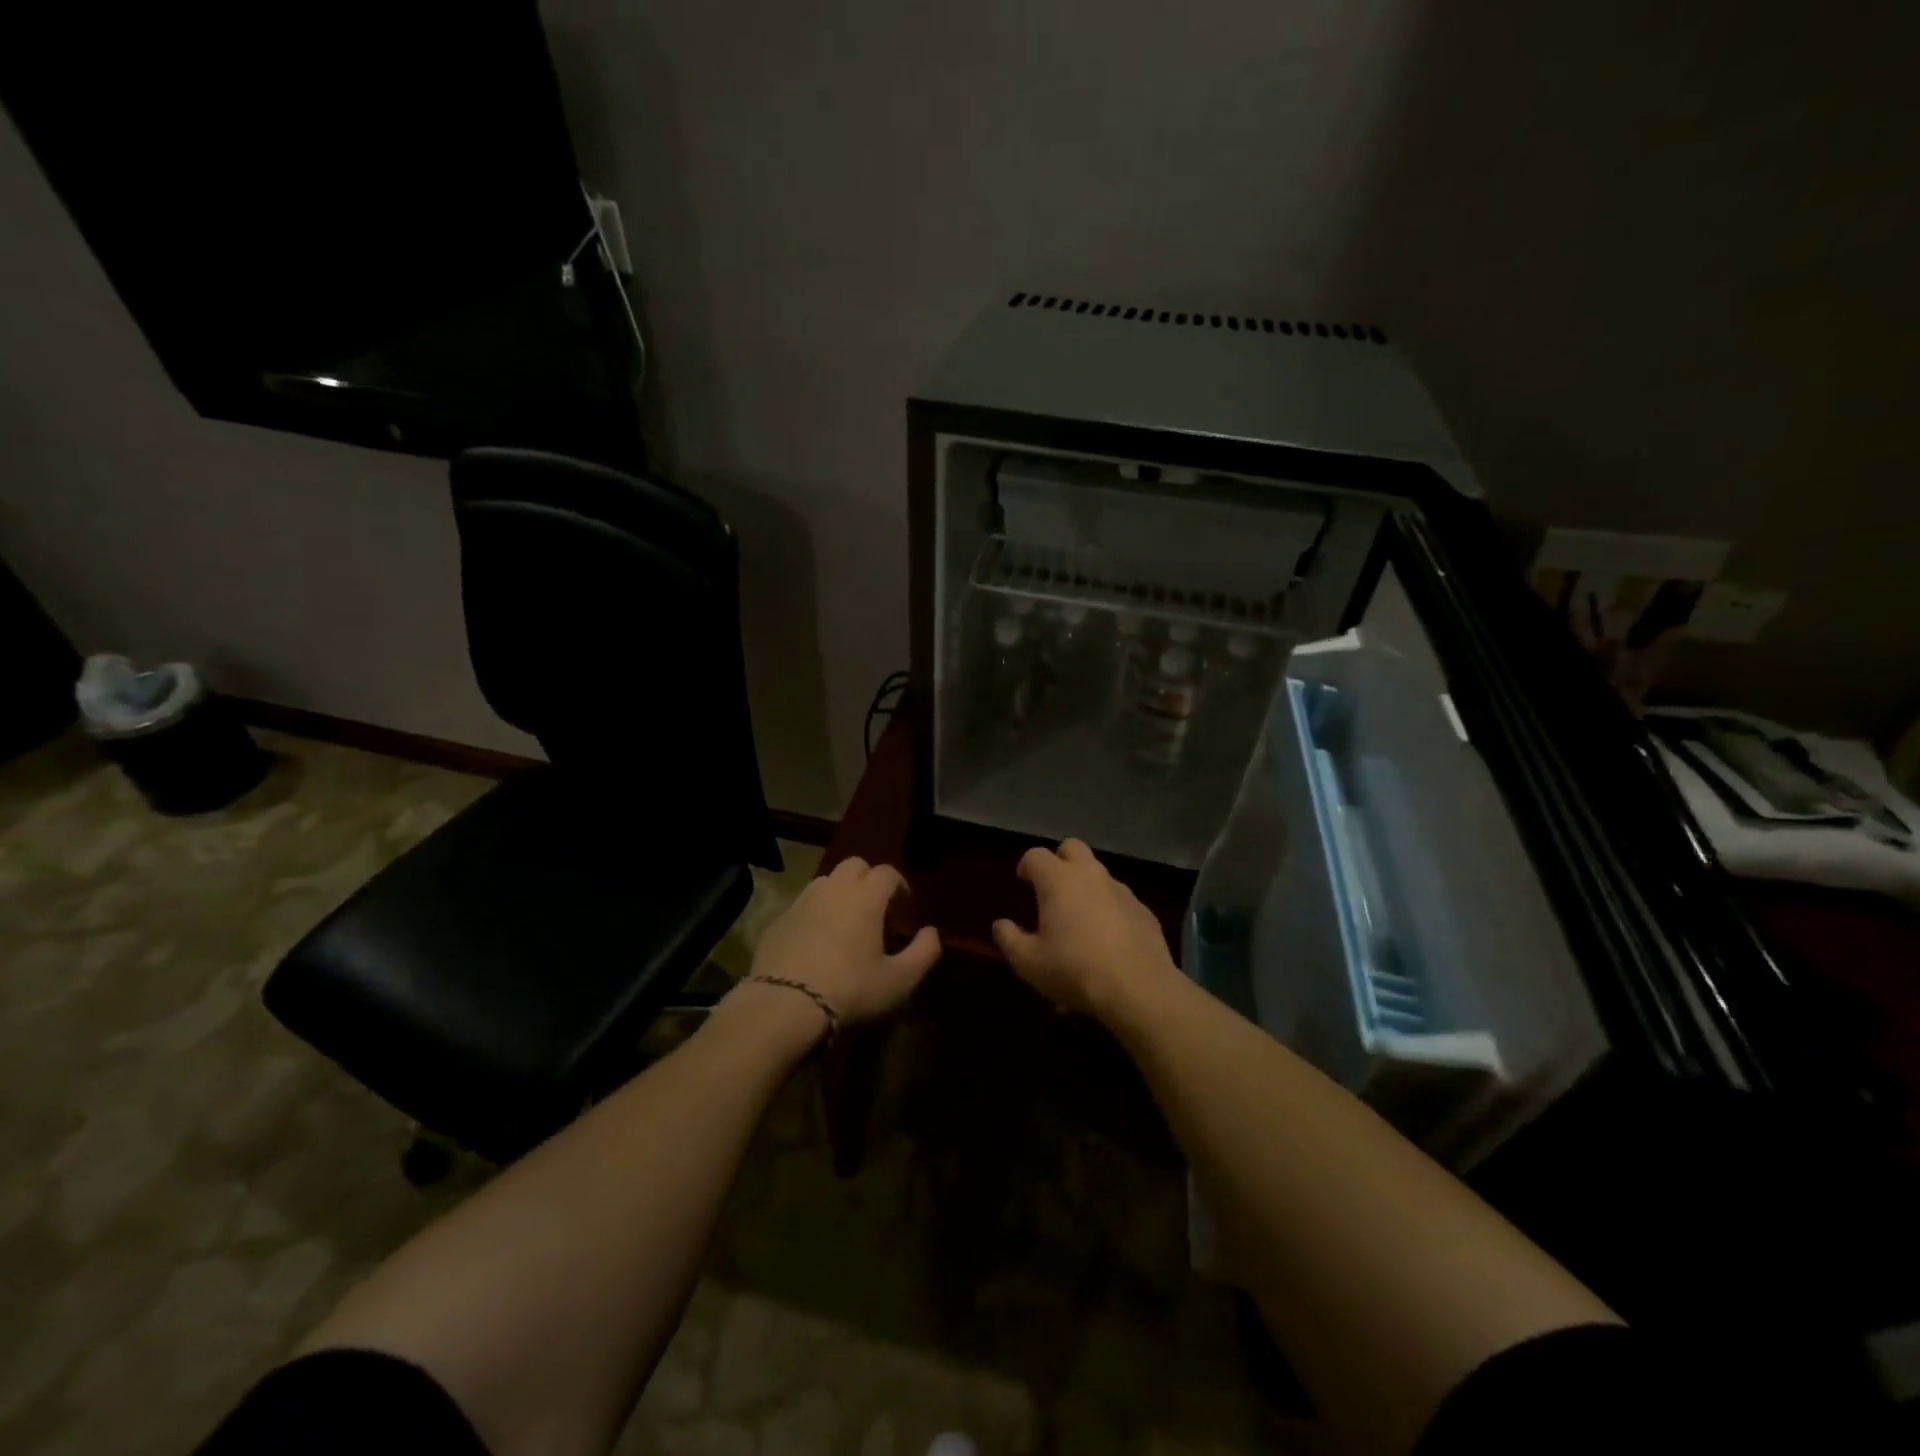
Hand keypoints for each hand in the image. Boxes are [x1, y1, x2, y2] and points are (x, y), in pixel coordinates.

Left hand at [746, 856, 941, 1027]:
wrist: (783, 1007)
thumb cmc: (850, 991)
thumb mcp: (899, 981)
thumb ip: (923, 953)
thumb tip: (932, 933)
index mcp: (865, 896)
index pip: (888, 873)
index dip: (900, 886)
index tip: (905, 908)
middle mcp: (833, 889)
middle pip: (855, 865)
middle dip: (869, 879)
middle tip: (877, 909)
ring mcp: (801, 902)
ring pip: (826, 881)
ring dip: (841, 892)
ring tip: (846, 922)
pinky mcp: (777, 921)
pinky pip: (802, 905)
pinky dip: (815, 912)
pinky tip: (816, 941)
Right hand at [991, 839, 1181, 1021]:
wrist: (1138, 989)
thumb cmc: (1074, 970)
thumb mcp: (1029, 962)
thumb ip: (1009, 939)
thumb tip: (1000, 924)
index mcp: (1058, 880)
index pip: (1036, 855)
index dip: (1026, 865)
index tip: (1022, 881)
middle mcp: (1091, 875)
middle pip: (1073, 848)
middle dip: (1060, 860)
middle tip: (1051, 887)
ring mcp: (1121, 891)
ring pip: (1099, 874)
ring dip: (1086, 885)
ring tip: (1079, 918)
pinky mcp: (1143, 910)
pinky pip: (1119, 899)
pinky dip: (1109, 909)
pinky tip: (1107, 939)